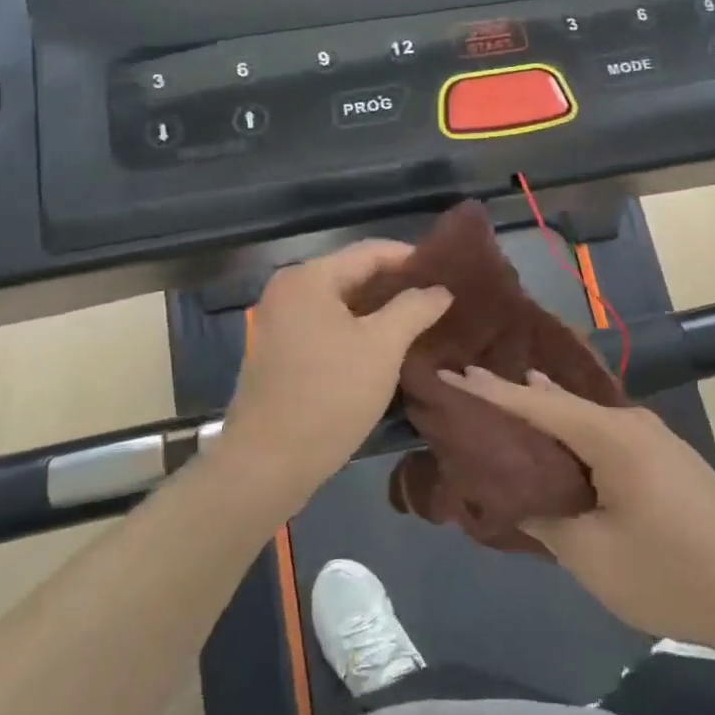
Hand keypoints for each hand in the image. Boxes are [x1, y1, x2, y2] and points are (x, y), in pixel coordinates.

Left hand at [221, 241, 451, 508]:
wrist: (268, 463)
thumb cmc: (330, 395)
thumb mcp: (383, 347)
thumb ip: (414, 308)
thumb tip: (440, 290)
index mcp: (308, 278)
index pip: (370, 251)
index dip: (410, 257)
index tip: (446, 270)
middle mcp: (287, 290)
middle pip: (352, 274)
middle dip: (395, 284)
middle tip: (437, 296)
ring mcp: (278, 322)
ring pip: (339, 303)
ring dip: (378, 308)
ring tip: (418, 318)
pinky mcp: (278, 351)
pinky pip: (325, 325)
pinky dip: (355, 328)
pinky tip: (384, 343)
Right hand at [440, 366, 714, 651]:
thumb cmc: (673, 571)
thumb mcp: (593, 555)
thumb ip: (545, 520)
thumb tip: (516, 498)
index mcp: (609, 435)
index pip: (535, 403)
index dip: (488, 390)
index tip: (450, 371)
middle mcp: (630, 423)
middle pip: (559, 402)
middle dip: (514, 396)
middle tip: (468, 388)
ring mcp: (652, 440)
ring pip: (584, 419)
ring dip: (545, 416)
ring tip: (504, 405)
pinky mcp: (664, 461)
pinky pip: (603, 437)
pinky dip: (571, 437)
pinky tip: (557, 446)